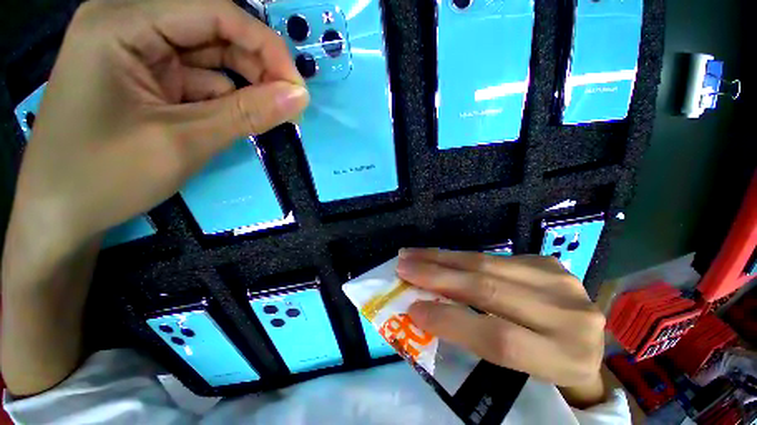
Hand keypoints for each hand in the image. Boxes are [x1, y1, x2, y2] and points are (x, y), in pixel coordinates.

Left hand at [9, 0, 308, 253]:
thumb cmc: (105, 178)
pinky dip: (224, 98)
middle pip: (212, 31)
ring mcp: (135, 52)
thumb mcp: (184, 142)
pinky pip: (197, 79)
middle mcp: (128, 24)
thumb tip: (300, 97)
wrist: (60, 214)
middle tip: (290, 107)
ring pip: (209, 56)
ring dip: (244, 85)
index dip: (266, 47)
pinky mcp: (144, 78)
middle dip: (257, 67)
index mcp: (121, 24)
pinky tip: (238, 119)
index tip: (298, 90)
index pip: (214, 12)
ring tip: (269, 115)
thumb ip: (247, 114)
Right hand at [397, 249, 606, 407]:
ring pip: (486, 264)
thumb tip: (424, 310)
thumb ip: (475, 341)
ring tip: (412, 254)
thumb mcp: (516, 371)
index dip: (451, 322)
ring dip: (441, 258)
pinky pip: (491, 257)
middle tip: (402, 267)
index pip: (499, 338)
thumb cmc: (544, 369)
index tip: (412, 310)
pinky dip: (459, 256)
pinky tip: (438, 255)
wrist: (581, 342)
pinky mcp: (547, 262)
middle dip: (437, 276)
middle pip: (489, 289)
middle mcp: (568, 315)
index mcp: (564, 359)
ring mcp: (560, 280)